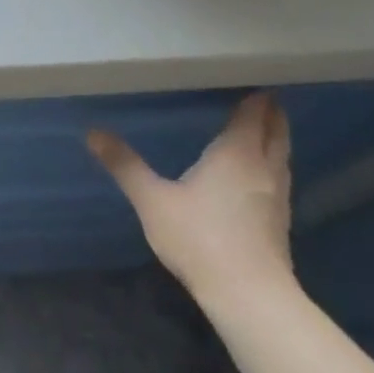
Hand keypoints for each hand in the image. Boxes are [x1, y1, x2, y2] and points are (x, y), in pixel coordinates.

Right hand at [86, 92, 295, 311]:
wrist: (248, 294)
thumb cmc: (199, 237)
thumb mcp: (152, 199)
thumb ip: (124, 164)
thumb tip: (92, 132)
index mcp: (237, 154)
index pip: (253, 114)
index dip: (255, 95)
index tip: (249, 78)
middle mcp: (264, 168)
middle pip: (276, 131)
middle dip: (269, 112)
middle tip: (257, 95)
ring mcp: (277, 195)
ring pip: (281, 154)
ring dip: (273, 137)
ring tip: (257, 127)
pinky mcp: (279, 219)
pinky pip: (278, 175)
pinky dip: (269, 162)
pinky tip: (253, 172)